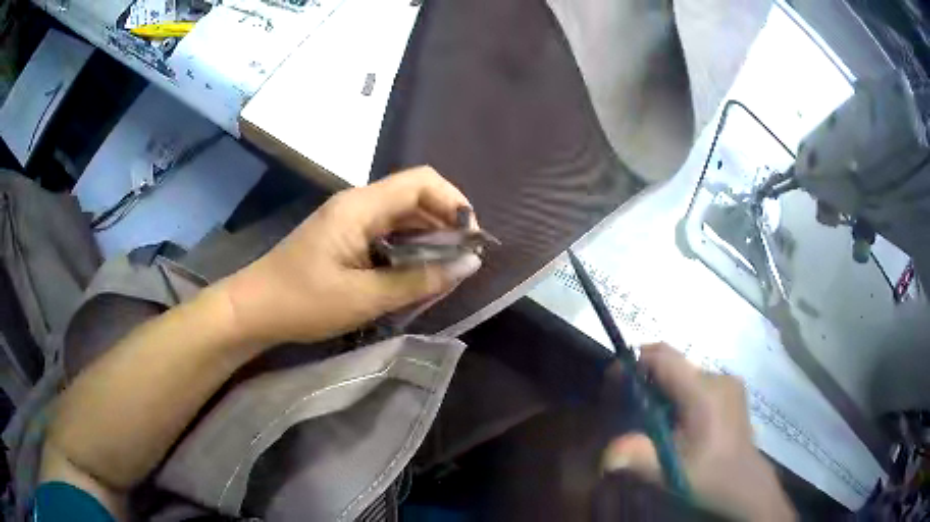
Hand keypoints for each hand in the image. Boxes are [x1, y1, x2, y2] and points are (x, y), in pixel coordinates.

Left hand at [220, 166, 481, 344]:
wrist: (253, 310)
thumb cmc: (303, 302)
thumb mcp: (364, 297)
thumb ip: (419, 280)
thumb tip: (469, 265)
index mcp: (360, 207)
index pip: (421, 181)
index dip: (454, 202)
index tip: (470, 239)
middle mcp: (358, 204)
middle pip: (415, 196)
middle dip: (445, 224)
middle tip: (462, 262)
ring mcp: (350, 220)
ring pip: (403, 217)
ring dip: (428, 240)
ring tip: (445, 272)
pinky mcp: (345, 238)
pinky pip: (388, 234)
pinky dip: (408, 250)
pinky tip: (416, 275)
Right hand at [602, 344, 795, 520]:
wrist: (744, 484)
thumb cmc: (708, 476)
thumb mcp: (670, 471)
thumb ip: (638, 457)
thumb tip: (606, 455)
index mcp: (704, 393)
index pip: (664, 358)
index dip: (635, 362)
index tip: (614, 381)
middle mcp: (718, 377)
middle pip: (674, 363)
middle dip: (647, 377)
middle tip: (629, 404)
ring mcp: (729, 381)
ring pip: (686, 373)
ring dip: (664, 388)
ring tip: (655, 419)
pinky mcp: (733, 389)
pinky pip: (699, 381)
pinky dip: (681, 392)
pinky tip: (679, 421)